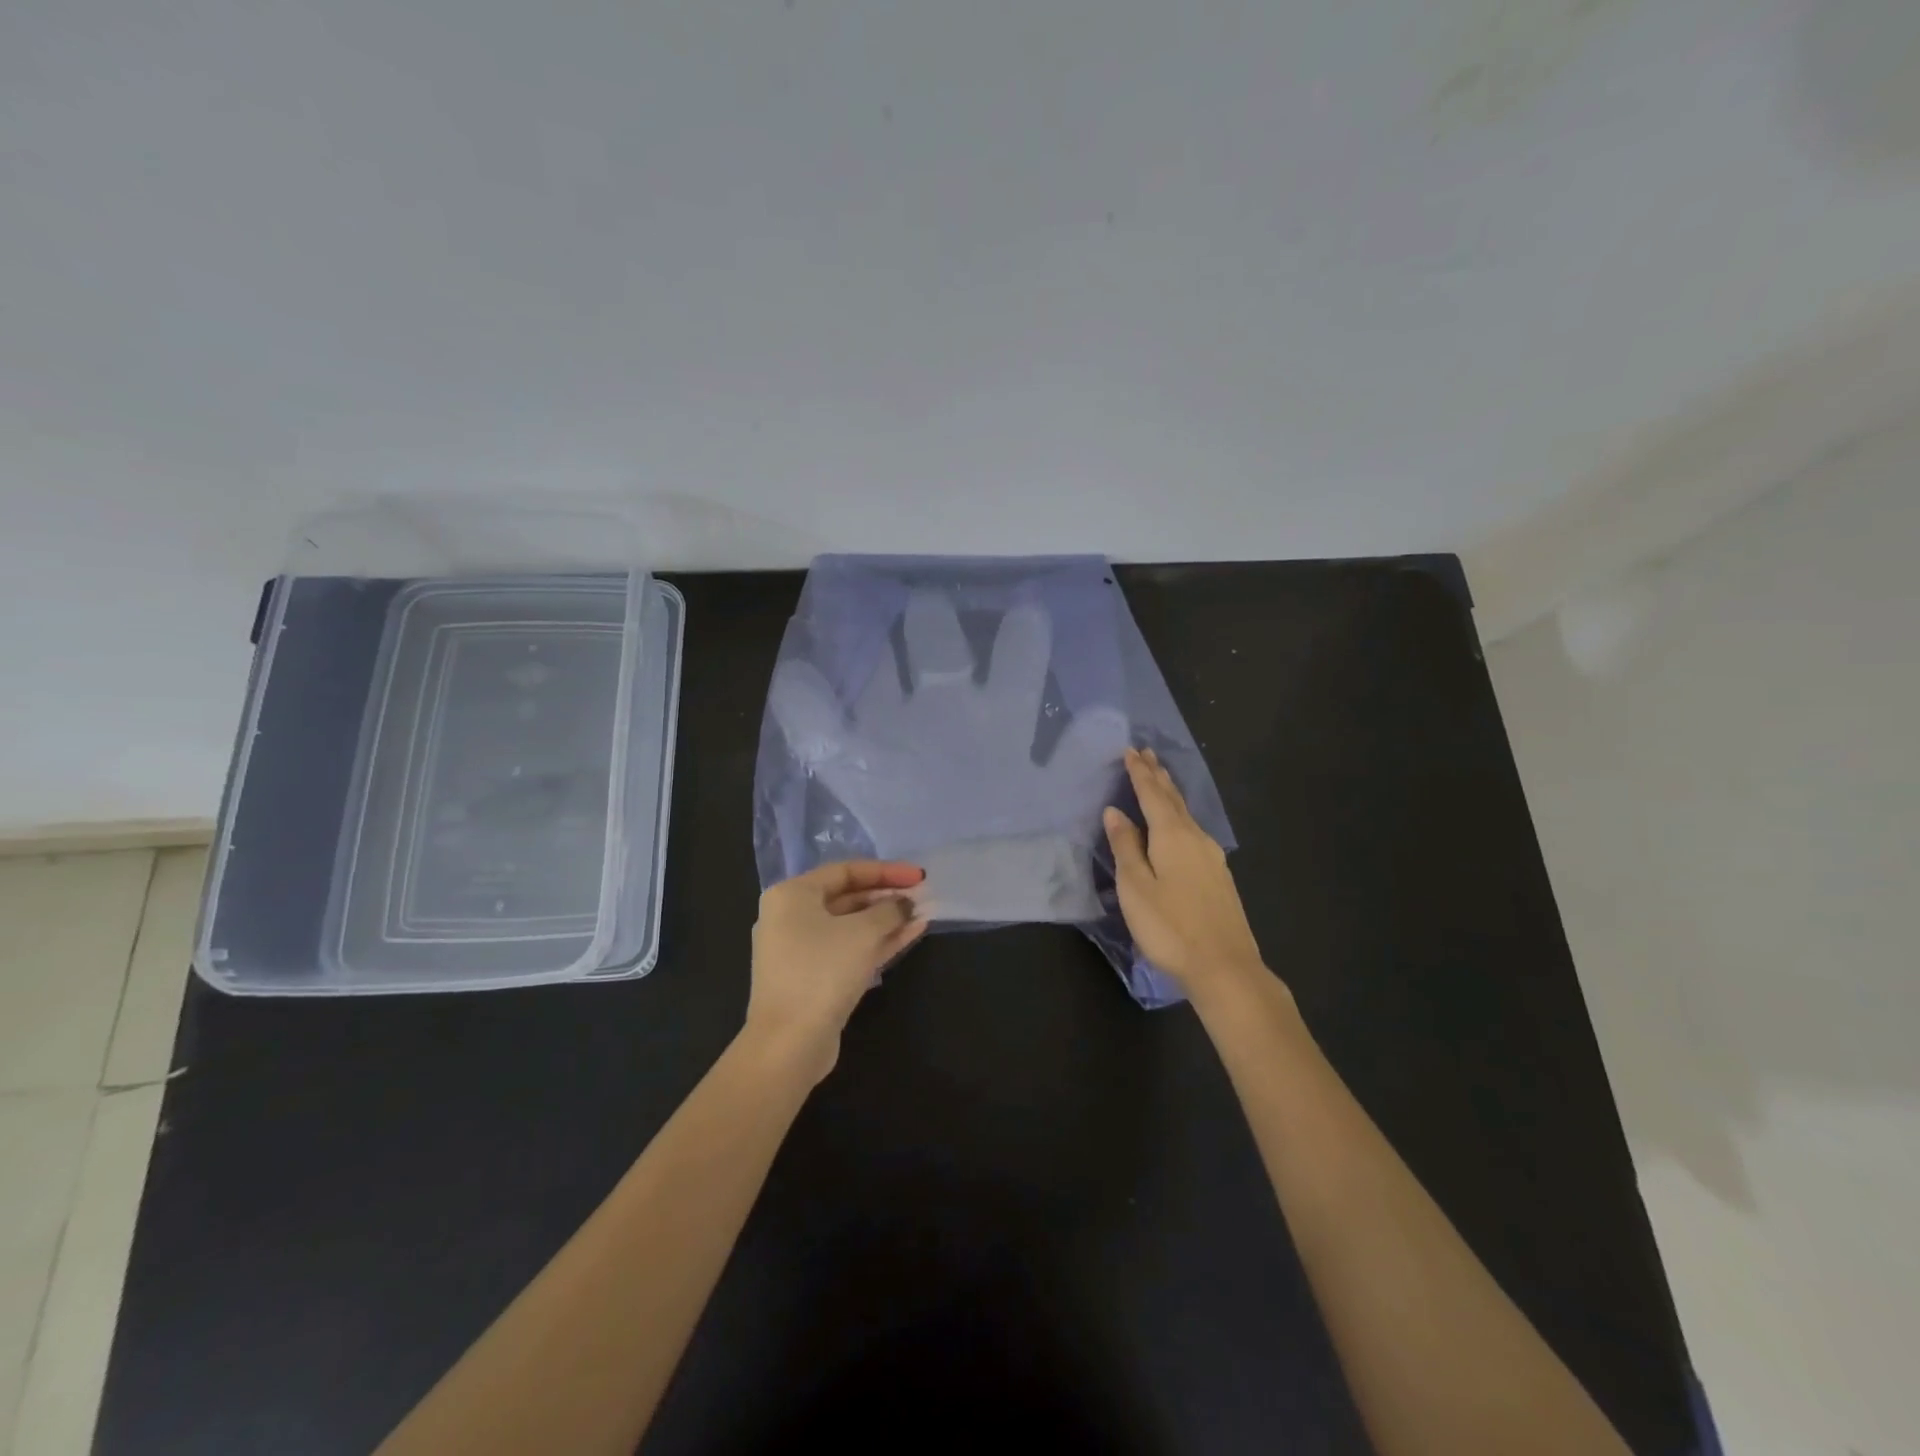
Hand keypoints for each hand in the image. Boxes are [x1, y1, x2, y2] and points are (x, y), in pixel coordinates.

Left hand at [746, 860, 927, 1082]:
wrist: (789, 1044)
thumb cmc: (822, 972)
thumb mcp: (862, 933)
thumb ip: (889, 910)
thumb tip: (905, 904)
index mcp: (792, 895)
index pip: (845, 871)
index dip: (886, 871)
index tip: (918, 876)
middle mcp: (791, 917)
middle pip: (848, 897)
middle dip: (887, 896)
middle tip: (923, 895)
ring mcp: (801, 950)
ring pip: (851, 925)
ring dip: (887, 919)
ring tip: (924, 913)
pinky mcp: (814, 978)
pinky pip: (850, 949)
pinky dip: (878, 941)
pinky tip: (911, 933)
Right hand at [1103, 748, 1267, 999]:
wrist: (1224, 967)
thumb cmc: (1170, 927)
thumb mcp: (1135, 887)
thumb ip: (1125, 847)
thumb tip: (1115, 812)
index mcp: (1172, 836)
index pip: (1152, 794)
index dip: (1140, 773)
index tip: (1131, 750)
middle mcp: (1196, 838)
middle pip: (1174, 799)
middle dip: (1158, 776)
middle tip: (1147, 754)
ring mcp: (1212, 857)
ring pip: (1186, 815)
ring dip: (1170, 794)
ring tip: (1159, 780)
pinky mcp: (1218, 875)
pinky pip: (1193, 831)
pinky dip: (1179, 816)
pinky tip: (1178, 824)